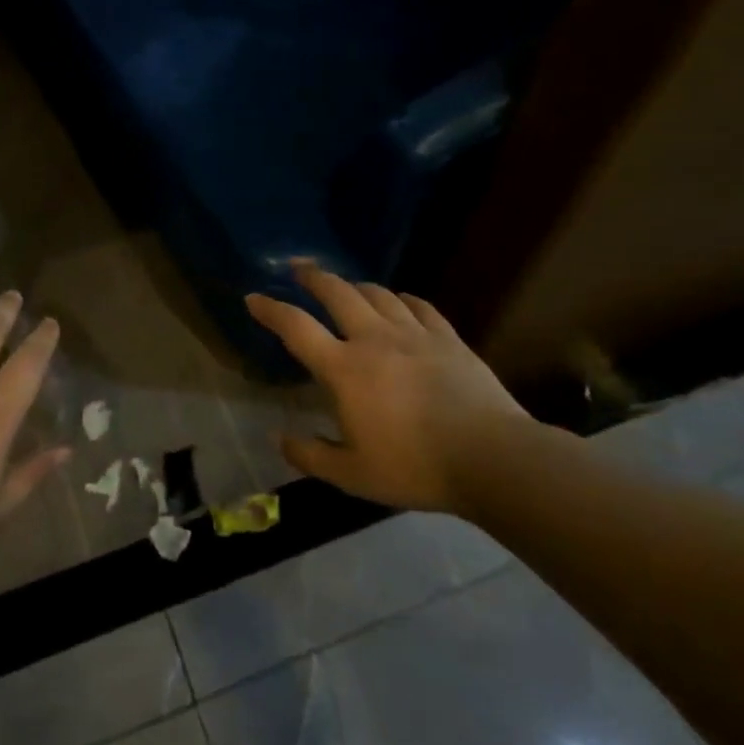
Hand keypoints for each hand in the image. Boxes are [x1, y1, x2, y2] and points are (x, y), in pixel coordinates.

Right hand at [245, 262, 530, 517]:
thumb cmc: (414, 467)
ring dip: (355, 286)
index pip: (296, 328)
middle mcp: (374, 339)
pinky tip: (400, 301)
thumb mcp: (352, 475)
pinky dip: (402, 299)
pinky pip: (420, 306)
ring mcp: (414, 334)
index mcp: (344, 369)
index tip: (253, 298)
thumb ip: (311, 456)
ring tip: (346, 287)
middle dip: (313, 276)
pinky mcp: (448, 338)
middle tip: (298, 269)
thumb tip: (279, 439)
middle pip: (337, 292)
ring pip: (378, 294)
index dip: (270, 309)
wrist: (491, 458)